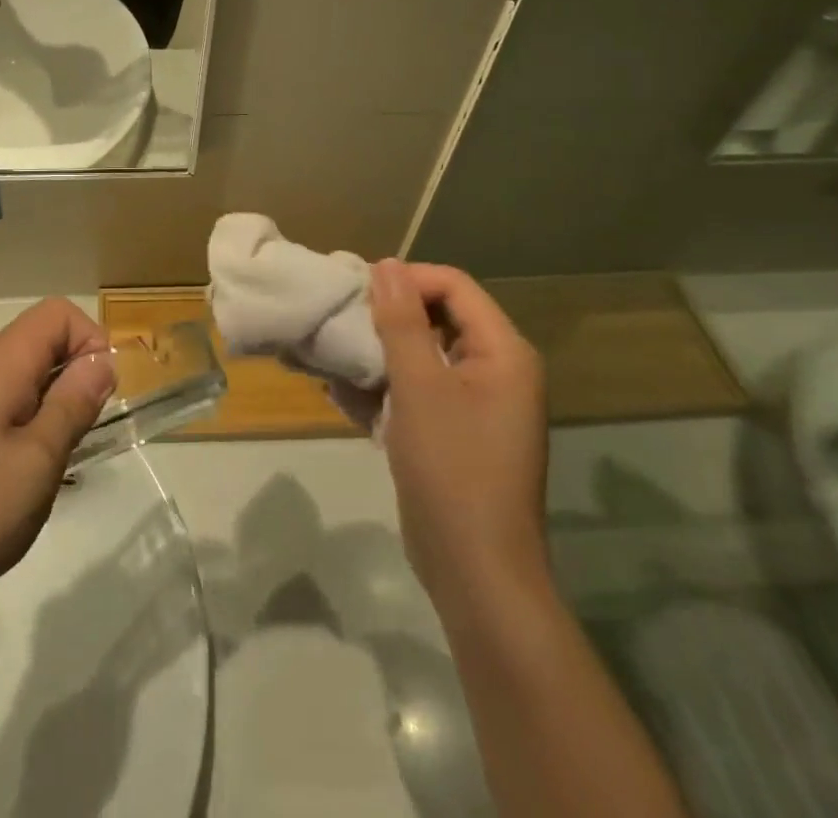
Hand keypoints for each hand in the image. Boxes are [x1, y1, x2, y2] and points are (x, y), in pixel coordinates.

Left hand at [0, 298, 115, 622]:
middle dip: (75, 375)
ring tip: (54, 458)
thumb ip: (73, 404)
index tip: (98, 395)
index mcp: (3, 363)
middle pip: (44, 338)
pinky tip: (22, 473)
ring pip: (27, 372)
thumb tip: (102, 360)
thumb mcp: (38, 461)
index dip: (90, 341)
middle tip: (79, 433)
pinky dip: (29, 421)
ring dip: (54, 402)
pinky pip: (7, 400)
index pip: (59, 313)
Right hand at [370, 259, 548, 600]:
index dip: (407, 280)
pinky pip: (415, 392)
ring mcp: (474, 405)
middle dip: (387, 319)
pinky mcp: (452, 434)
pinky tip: (342, 396)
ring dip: (378, 356)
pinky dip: (382, 390)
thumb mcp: (420, 388)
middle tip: (342, 324)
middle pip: (437, 318)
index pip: (454, 286)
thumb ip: (402, 322)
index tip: (357, 292)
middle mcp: (495, 371)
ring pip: (420, 356)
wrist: (475, 573)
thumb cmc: (452, 470)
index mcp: (503, 353)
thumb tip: (386, 264)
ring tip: (334, 360)